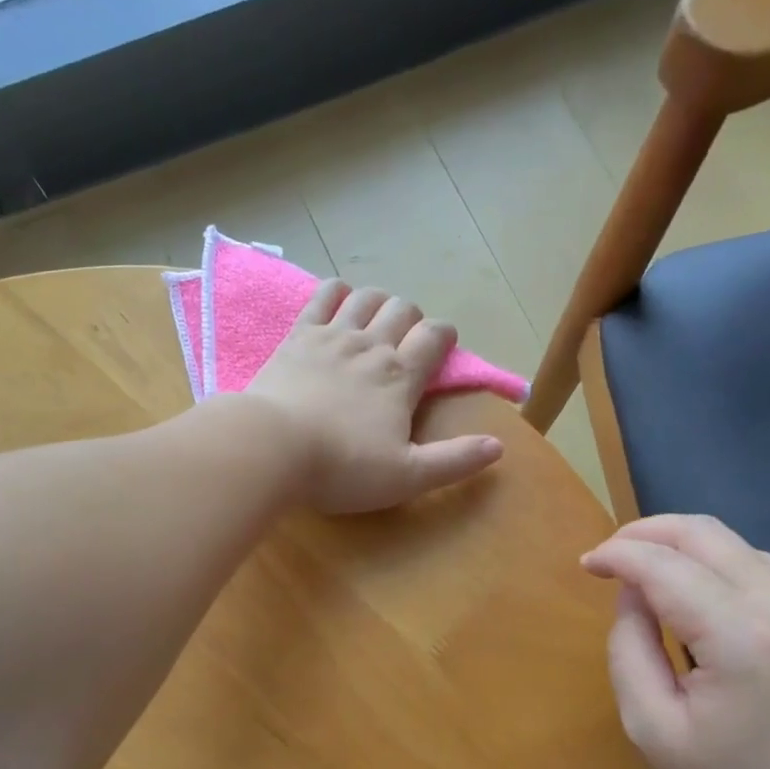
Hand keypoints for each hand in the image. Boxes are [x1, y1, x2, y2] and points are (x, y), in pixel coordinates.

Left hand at [243, 280, 503, 514]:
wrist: (271, 448)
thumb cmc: (342, 467)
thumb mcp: (407, 476)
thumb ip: (454, 461)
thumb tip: (498, 447)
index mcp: (400, 376)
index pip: (434, 337)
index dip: (444, 336)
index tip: (442, 346)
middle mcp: (371, 345)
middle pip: (402, 308)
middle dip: (412, 318)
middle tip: (405, 340)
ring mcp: (331, 335)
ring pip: (366, 296)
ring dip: (378, 301)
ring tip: (375, 319)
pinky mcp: (297, 336)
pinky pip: (322, 296)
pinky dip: (335, 292)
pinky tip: (336, 300)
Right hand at [581, 515, 769, 768]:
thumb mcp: (654, 730)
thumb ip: (629, 649)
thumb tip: (631, 594)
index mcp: (739, 638)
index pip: (664, 565)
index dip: (617, 554)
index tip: (586, 565)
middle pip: (702, 533)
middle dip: (645, 533)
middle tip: (608, 556)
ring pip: (732, 542)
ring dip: (680, 543)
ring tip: (643, 570)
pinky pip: (759, 564)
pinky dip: (715, 560)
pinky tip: (694, 588)